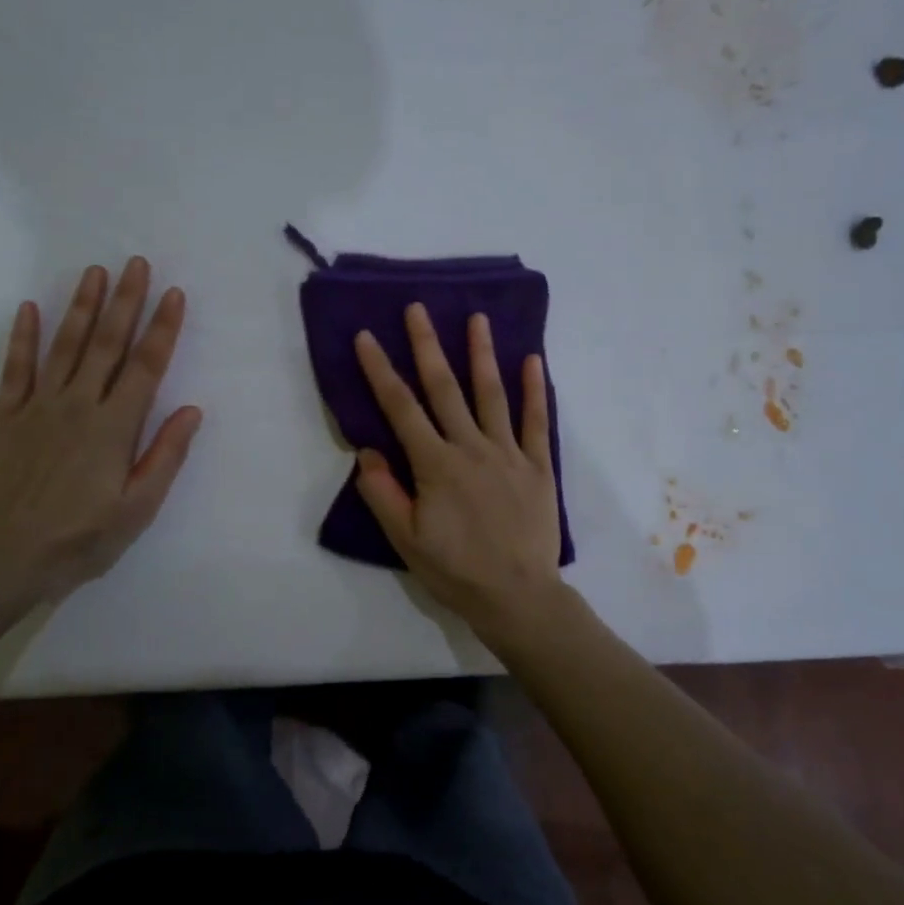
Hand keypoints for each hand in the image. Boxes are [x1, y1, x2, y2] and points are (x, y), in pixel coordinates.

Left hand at [0, 257, 202, 602]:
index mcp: (115, 427)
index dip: (162, 328)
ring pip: (65, 346)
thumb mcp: (138, 508)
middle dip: (126, 301)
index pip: (146, 367)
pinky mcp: (5, 417)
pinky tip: (29, 308)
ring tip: (95, 272)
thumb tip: (192, 410)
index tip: (174, 294)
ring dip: (82, 307)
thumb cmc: (82, 538)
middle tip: (136, 263)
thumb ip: (165, 456)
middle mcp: (79, 405)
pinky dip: (23, 337)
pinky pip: (16, 368)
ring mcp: (38, 407)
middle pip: (107, 344)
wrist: (5, 558)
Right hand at [353, 303, 564, 636]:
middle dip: (428, 345)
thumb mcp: (405, 540)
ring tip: (477, 319)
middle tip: (418, 308)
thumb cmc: (455, 571)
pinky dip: (535, 390)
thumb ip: (384, 493)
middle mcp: (471, 448)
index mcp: (435, 465)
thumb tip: (368, 450)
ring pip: (492, 394)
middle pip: (445, 388)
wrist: (517, 596)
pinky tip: (533, 361)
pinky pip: (536, 421)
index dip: (380, 371)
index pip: (401, 409)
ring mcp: (508, 453)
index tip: (366, 337)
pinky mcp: (537, 466)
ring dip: (482, 354)